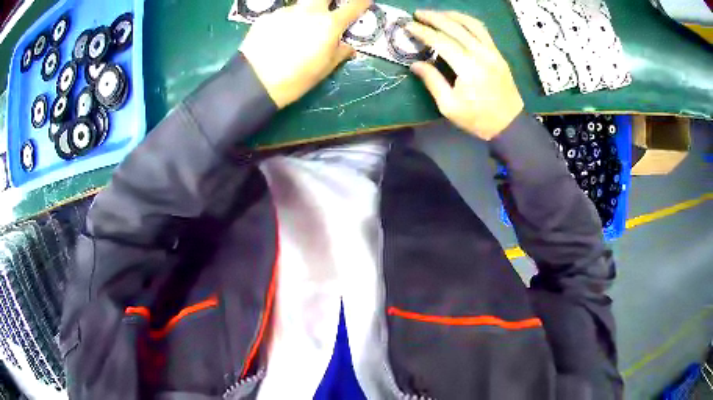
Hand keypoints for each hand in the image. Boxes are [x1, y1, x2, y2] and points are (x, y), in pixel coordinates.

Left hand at [240, 0, 370, 108]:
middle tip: (327, 13)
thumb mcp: (324, 69)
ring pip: (301, 6)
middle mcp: (309, 11)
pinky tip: (278, 38)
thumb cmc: (296, 78)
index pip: (354, 5)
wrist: (255, 81)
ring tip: (296, 32)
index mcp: (329, 24)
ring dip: (305, 13)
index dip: (362, 2)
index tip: (364, 1)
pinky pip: (282, 15)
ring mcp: (286, 11)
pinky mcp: (267, 17)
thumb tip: (348, 47)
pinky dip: (285, 22)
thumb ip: (340, 53)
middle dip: (329, 2)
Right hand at [406, 11, 523, 140]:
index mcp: (468, 68)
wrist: (509, 124)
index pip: (441, 41)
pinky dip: (468, 21)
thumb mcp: (449, 106)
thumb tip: (415, 64)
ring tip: (436, 14)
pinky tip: (457, 21)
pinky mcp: (498, 54)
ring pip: (471, 24)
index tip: (408, 25)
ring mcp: (492, 52)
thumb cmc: (478, 119)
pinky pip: (482, 30)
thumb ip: (432, 81)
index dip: (423, 32)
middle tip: (417, 14)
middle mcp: (481, 54)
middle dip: (434, 17)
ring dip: (452, 15)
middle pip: (455, 27)